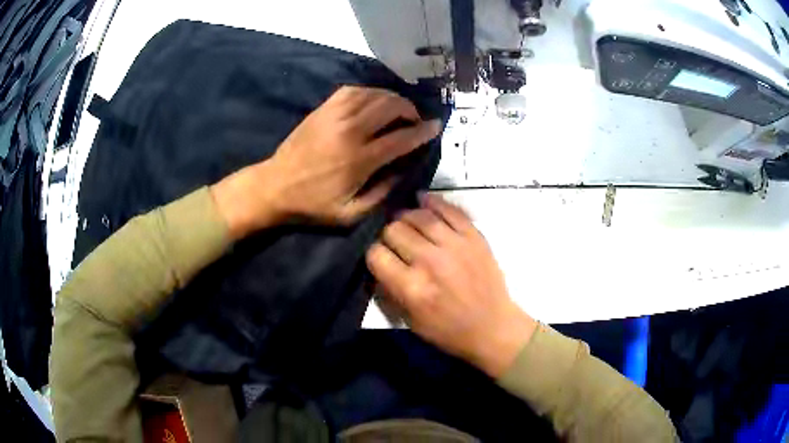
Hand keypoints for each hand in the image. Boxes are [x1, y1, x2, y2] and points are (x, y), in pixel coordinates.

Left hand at [211, 86, 440, 238]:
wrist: (274, 186)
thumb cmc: (312, 204)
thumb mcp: (350, 214)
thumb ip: (382, 194)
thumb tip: (404, 172)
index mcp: (359, 160)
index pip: (401, 138)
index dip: (422, 131)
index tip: (435, 126)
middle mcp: (350, 131)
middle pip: (390, 107)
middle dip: (410, 110)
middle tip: (415, 120)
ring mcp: (334, 116)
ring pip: (373, 94)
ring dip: (392, 98)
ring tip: (398, 109)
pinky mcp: (322, 109)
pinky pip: (352, 90)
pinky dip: (369, 92)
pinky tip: (373, 101)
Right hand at [366, 194, 536, 377]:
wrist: (493, 327)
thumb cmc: (449, 331)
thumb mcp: (410, 320)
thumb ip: (390, 290)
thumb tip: (378, 262)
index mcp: (412, 288)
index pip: (376, 254)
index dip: (373, 254)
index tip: (380, 257)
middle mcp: (431, 262)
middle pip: (394, 230)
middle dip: (388, 234)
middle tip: (394, 242)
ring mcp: (455, 245)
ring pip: (418, 215)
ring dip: (406, 216)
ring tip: (405, 221)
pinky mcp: (473, 236)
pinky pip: (449, 209)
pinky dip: (432, 201)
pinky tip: (422, 200)